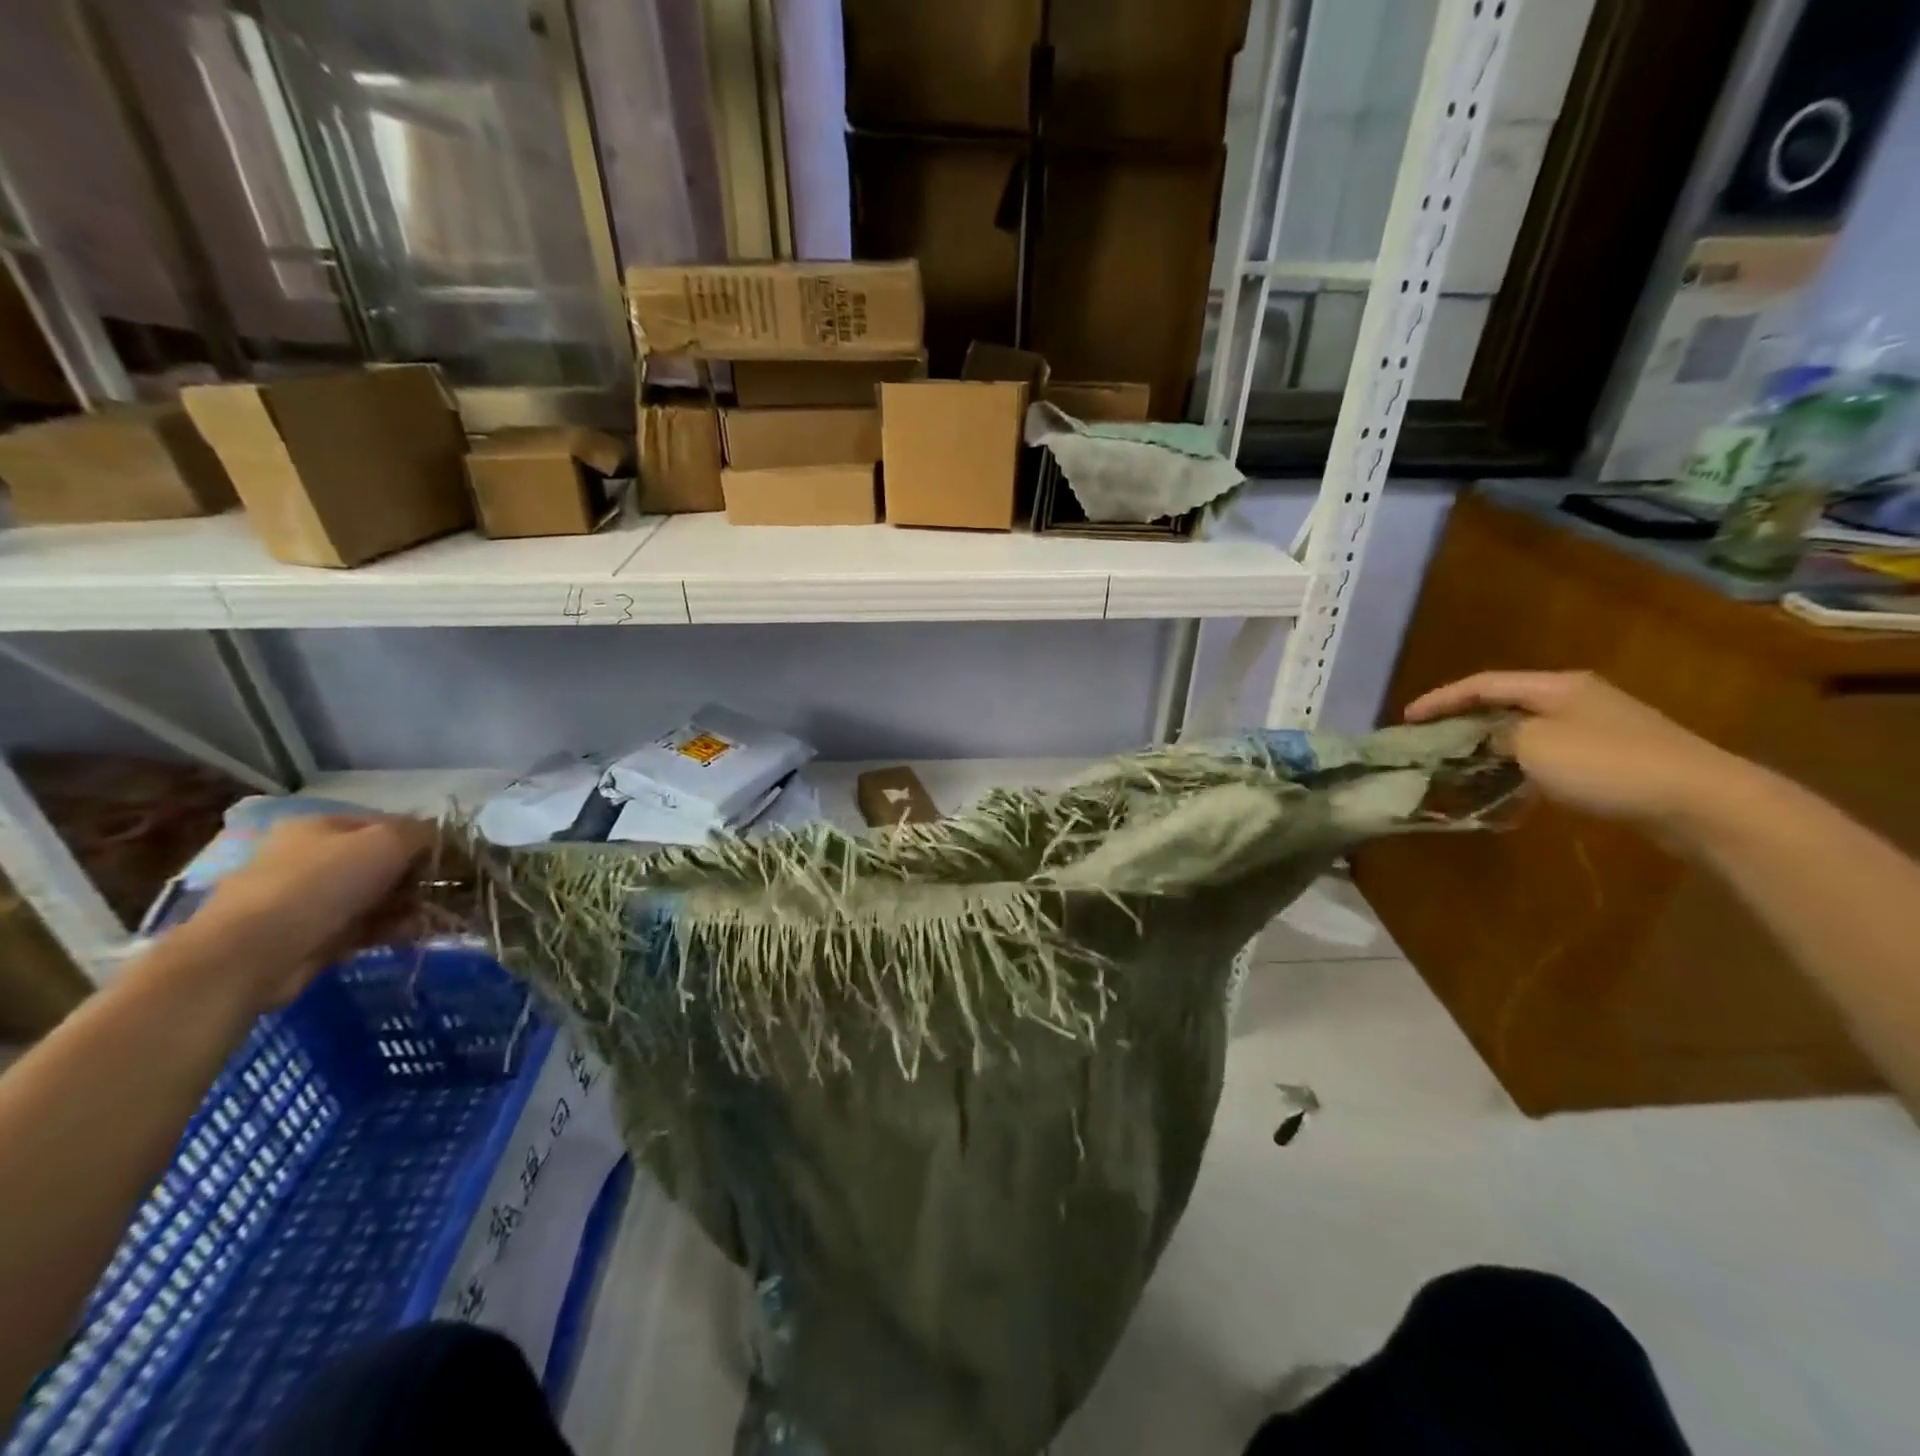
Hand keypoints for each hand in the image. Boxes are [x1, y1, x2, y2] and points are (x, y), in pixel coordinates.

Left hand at [174, 815, 435, 1012]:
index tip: (452, 859)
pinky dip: (389, 929)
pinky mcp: (311, 936)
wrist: (252, 953)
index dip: (423, 839)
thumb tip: (441, 836)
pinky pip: (363, 927)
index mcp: (321, 826)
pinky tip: (411, 934)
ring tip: (432, 917)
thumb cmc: (322, 883)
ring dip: (408, 906)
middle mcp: (312, 858)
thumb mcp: (386, 842)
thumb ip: (421, 833)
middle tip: (446, 891)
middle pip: (382, 862)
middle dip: (417, 877)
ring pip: (375, 897)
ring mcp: (308, 899)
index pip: (388, 824)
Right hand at [1403, 671, 1752, 833]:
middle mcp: (1577, 699)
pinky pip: (1551, 755)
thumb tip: (1482, 738)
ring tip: (1460, 764)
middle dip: (1464, 721)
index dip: (1440, 699)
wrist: (1702, 801)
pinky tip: (1510, 788)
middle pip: (1505, 704)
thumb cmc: (1608, 765)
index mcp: (1556, 686)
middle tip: (1430, 740)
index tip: (1406, 719)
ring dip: (1492, 746)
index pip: (1482, 684)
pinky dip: (1522, 767)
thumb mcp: (1535, 745)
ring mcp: (1600, 728)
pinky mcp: (1615, 759)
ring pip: (1528, 731)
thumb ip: (1497, 736)